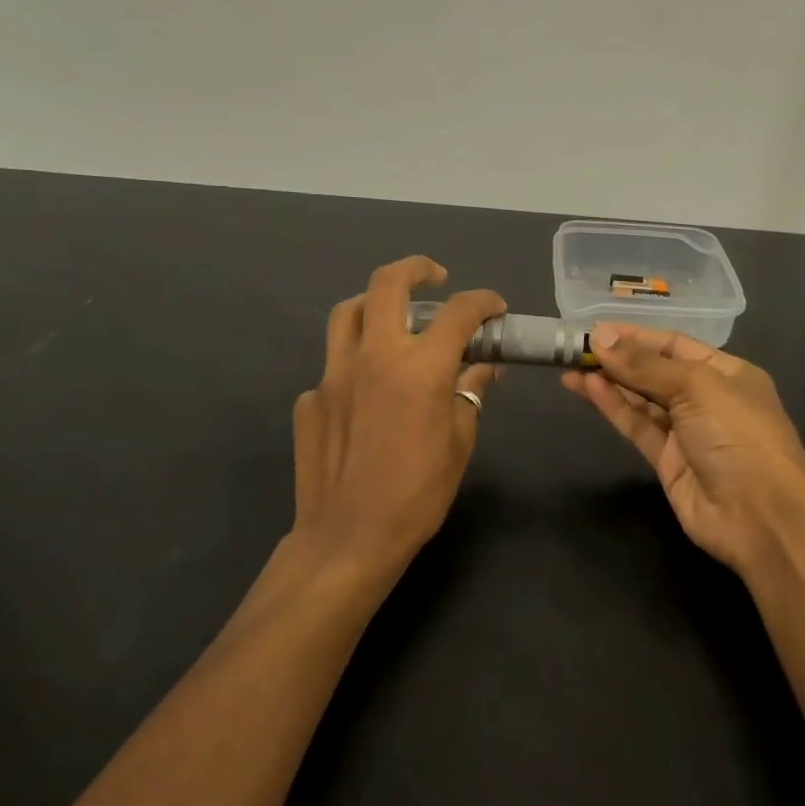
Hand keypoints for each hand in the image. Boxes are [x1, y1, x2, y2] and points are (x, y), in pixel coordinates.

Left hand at [291, 257, 504, 581]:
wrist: (349, 537)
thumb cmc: (418, 493)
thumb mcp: (460, 442)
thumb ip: (471, 394)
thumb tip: (482, 367)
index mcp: (420, 367)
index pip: (458, 313)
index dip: (483, 301)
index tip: (495, 307)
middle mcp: (374, 356)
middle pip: (387, 284)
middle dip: (416, 268)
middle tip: (435, 277)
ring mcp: (333, 374)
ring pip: (348, 313)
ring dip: (375, 303)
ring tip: (393, 317)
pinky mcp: (309, 399)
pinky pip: (334, 366)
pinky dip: (356, 365)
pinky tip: (367, 393)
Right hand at [562, 324, 804, 575]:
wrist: (760, 516)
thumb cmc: (738, 435)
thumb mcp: (696, 387)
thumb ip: (644, 365)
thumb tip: (601, 337)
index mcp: (727, 372)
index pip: (674, 345)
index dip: (636, 337)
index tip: (597, 330)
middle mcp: (707, 399)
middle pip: (655, 372)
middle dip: (619, 359)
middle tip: (576, 348)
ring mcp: (687, 432)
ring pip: (641, 400)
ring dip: (609, 382)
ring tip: (571, 366)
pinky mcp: (667, 462)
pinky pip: (637, 426)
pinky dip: (614, 407)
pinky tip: (588, 388)